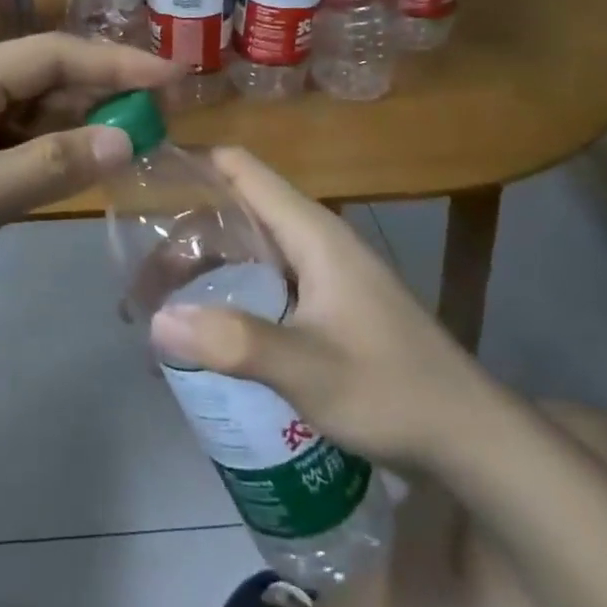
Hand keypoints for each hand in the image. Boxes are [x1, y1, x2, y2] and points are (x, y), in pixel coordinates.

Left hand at [0, 33, 179, 349]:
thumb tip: (126, 136)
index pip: (52, 55)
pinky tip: (69, 170)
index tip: (175, 79)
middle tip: (161, 120)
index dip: (117, 64)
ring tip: (129, 143)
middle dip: (98, 96)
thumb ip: (51, 164)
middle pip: (36, 80)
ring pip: (18, 115)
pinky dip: (36, 156)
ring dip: (70, 127)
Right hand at [146, 149, 488, 467]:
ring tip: (156, 310)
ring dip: (201, 273)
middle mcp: (314, 242)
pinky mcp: (326, 309)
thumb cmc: (393, 391)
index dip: (191, 164)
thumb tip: (156, 321)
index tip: (139, 182)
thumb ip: (235, 342)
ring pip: (246, 254)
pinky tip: (203, 337)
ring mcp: (322, 276)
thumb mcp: (309, 368)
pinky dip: (227, 298)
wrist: (470, 441)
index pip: (241, 170)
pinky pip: (262, 287)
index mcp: (311, 233)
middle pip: (234, 214)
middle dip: (182, 238)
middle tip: (135, 279)